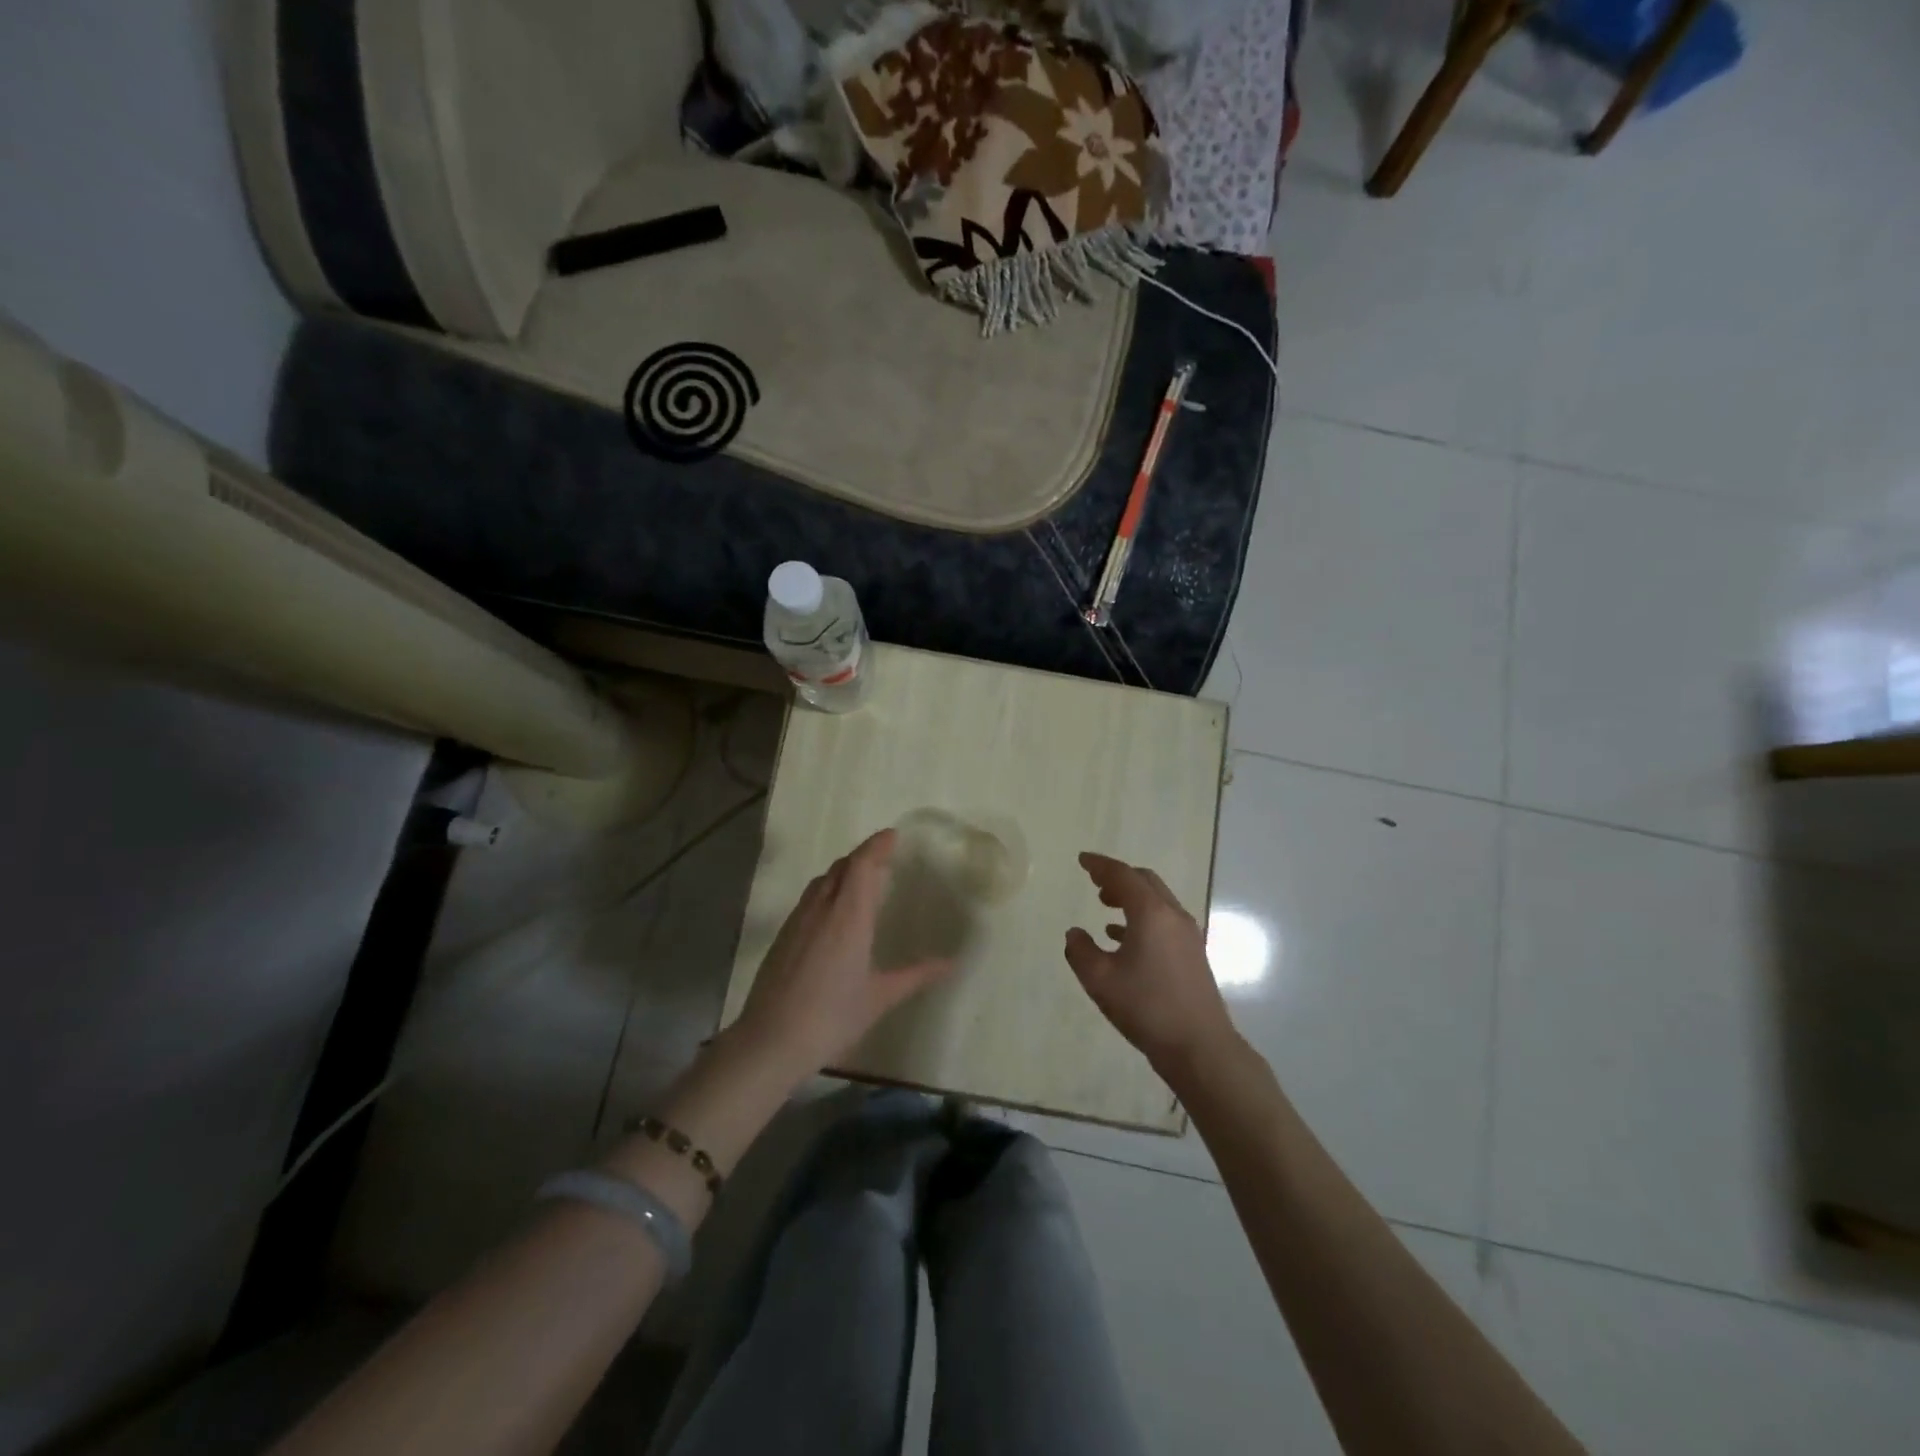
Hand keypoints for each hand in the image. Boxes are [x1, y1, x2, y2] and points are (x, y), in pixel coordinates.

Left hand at [734, 829, 953, 1081]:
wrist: (770, 1041)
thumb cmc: (832, 1017)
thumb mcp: (880, 997)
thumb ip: (916, 975)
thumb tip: (951, 963)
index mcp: (848, 916)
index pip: (862, 865)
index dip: (877, 845)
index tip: (893, 835)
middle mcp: (821, 909)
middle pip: (841, 867)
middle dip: (863, 856)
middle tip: (884, 859)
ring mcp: (798, 921)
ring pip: (821, 881)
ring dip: (843, 872)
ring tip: (861, 882)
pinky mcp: (782, 936)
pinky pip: (809, 898)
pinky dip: (826, 891)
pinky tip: (834, 915)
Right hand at [1065, 852, 1238, 1073]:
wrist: (1200, 1047)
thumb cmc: (1147, 1007)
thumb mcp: (1100, 980)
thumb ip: (1080, 951)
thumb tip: (1075, 933)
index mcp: (1151, 913)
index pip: (1122, 875)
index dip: (1100, 865)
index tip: (1082, 860)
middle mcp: (1173, 916)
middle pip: (1145, 882)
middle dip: (1118, 877)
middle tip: (1094, 881)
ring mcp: (1187, 935)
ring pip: (1156, 901)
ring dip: (1130, 897)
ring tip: (1104, 905)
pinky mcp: (1193, 954)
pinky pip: (1163, 921)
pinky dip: (1141, 917)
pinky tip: (1122, 936)